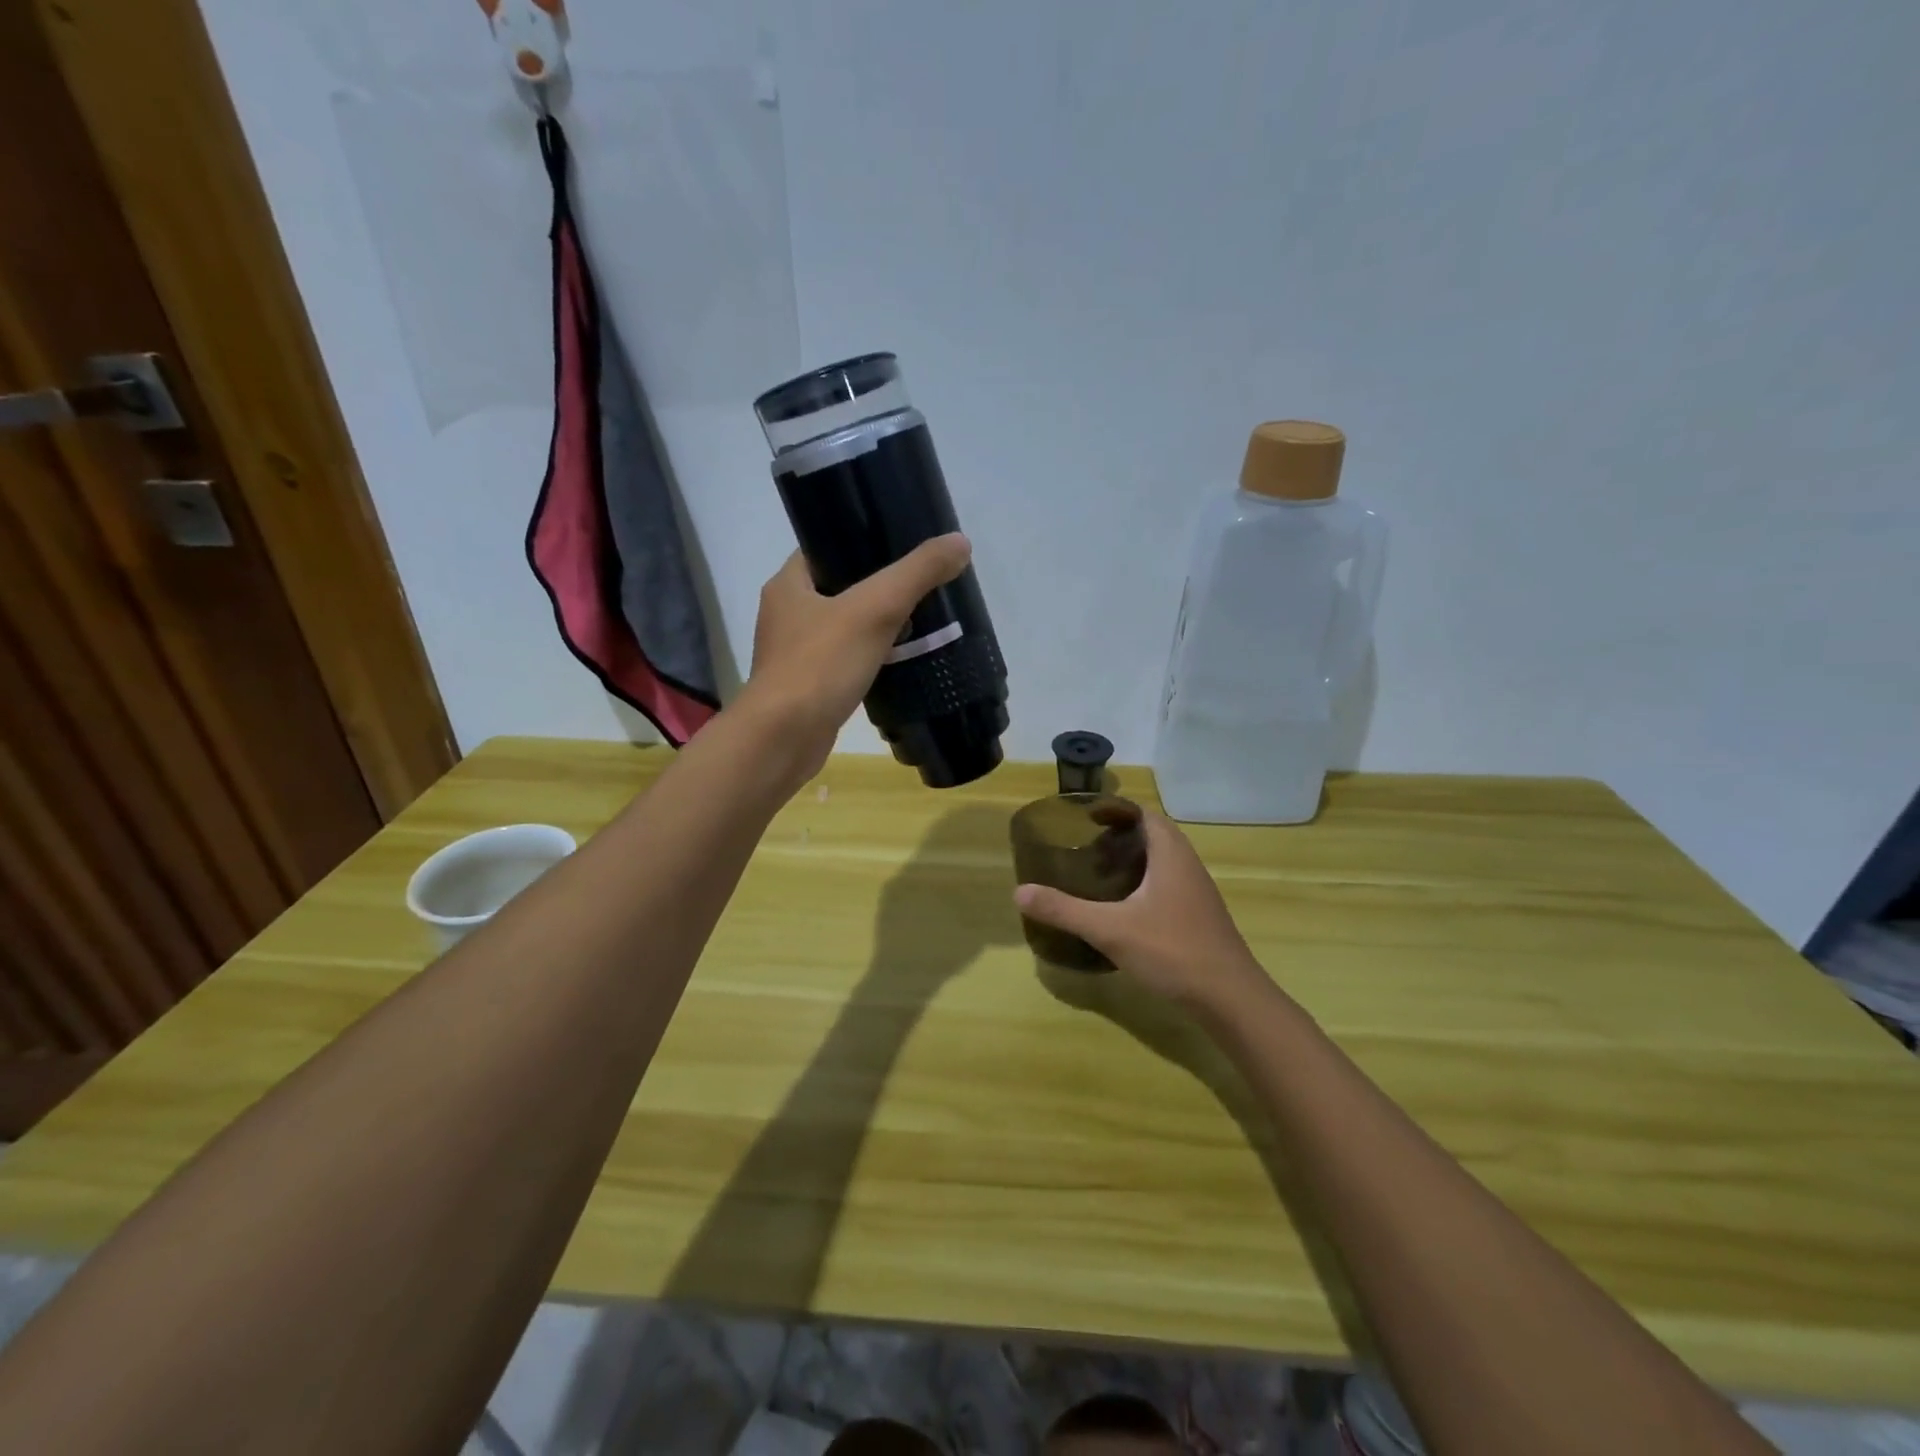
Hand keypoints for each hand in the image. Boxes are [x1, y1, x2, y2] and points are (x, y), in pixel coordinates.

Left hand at [737, 534, 971, 782]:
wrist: (784, 739)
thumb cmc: (820, 665)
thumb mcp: (875, 609)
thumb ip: (917, 574)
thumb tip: (960, 542)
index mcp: (788, 585)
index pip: (824, 547)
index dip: (861, 541)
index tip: (901, 545)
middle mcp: (786, 615)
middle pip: (838, 588)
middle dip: (877, 587)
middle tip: (921, 585)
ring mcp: (794, 655)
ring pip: (843, 628)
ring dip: (875, 626)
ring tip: (919, 621)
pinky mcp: (808, 689)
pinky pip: (844, 663)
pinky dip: (869, 660)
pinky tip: (899, 663)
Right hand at [1014, 809, 1266, 1009]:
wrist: (1230, 998)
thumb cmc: (1172, 951)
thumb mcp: (1110, 929)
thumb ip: (1065, 909)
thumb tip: (1019, 891)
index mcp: (1170, 854)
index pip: (1143, 814)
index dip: (1114, 811)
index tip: (1084, 820)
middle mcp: (1187, 865)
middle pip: (1152, 836)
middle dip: (1118, 838)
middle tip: (1084, 849)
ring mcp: (1197, 892)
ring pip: (1161, 863)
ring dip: (1132, 863)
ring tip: (1097, 876)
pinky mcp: (1198, 917)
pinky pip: (1167, 886)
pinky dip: (1143, 886)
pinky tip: (1122, 909)